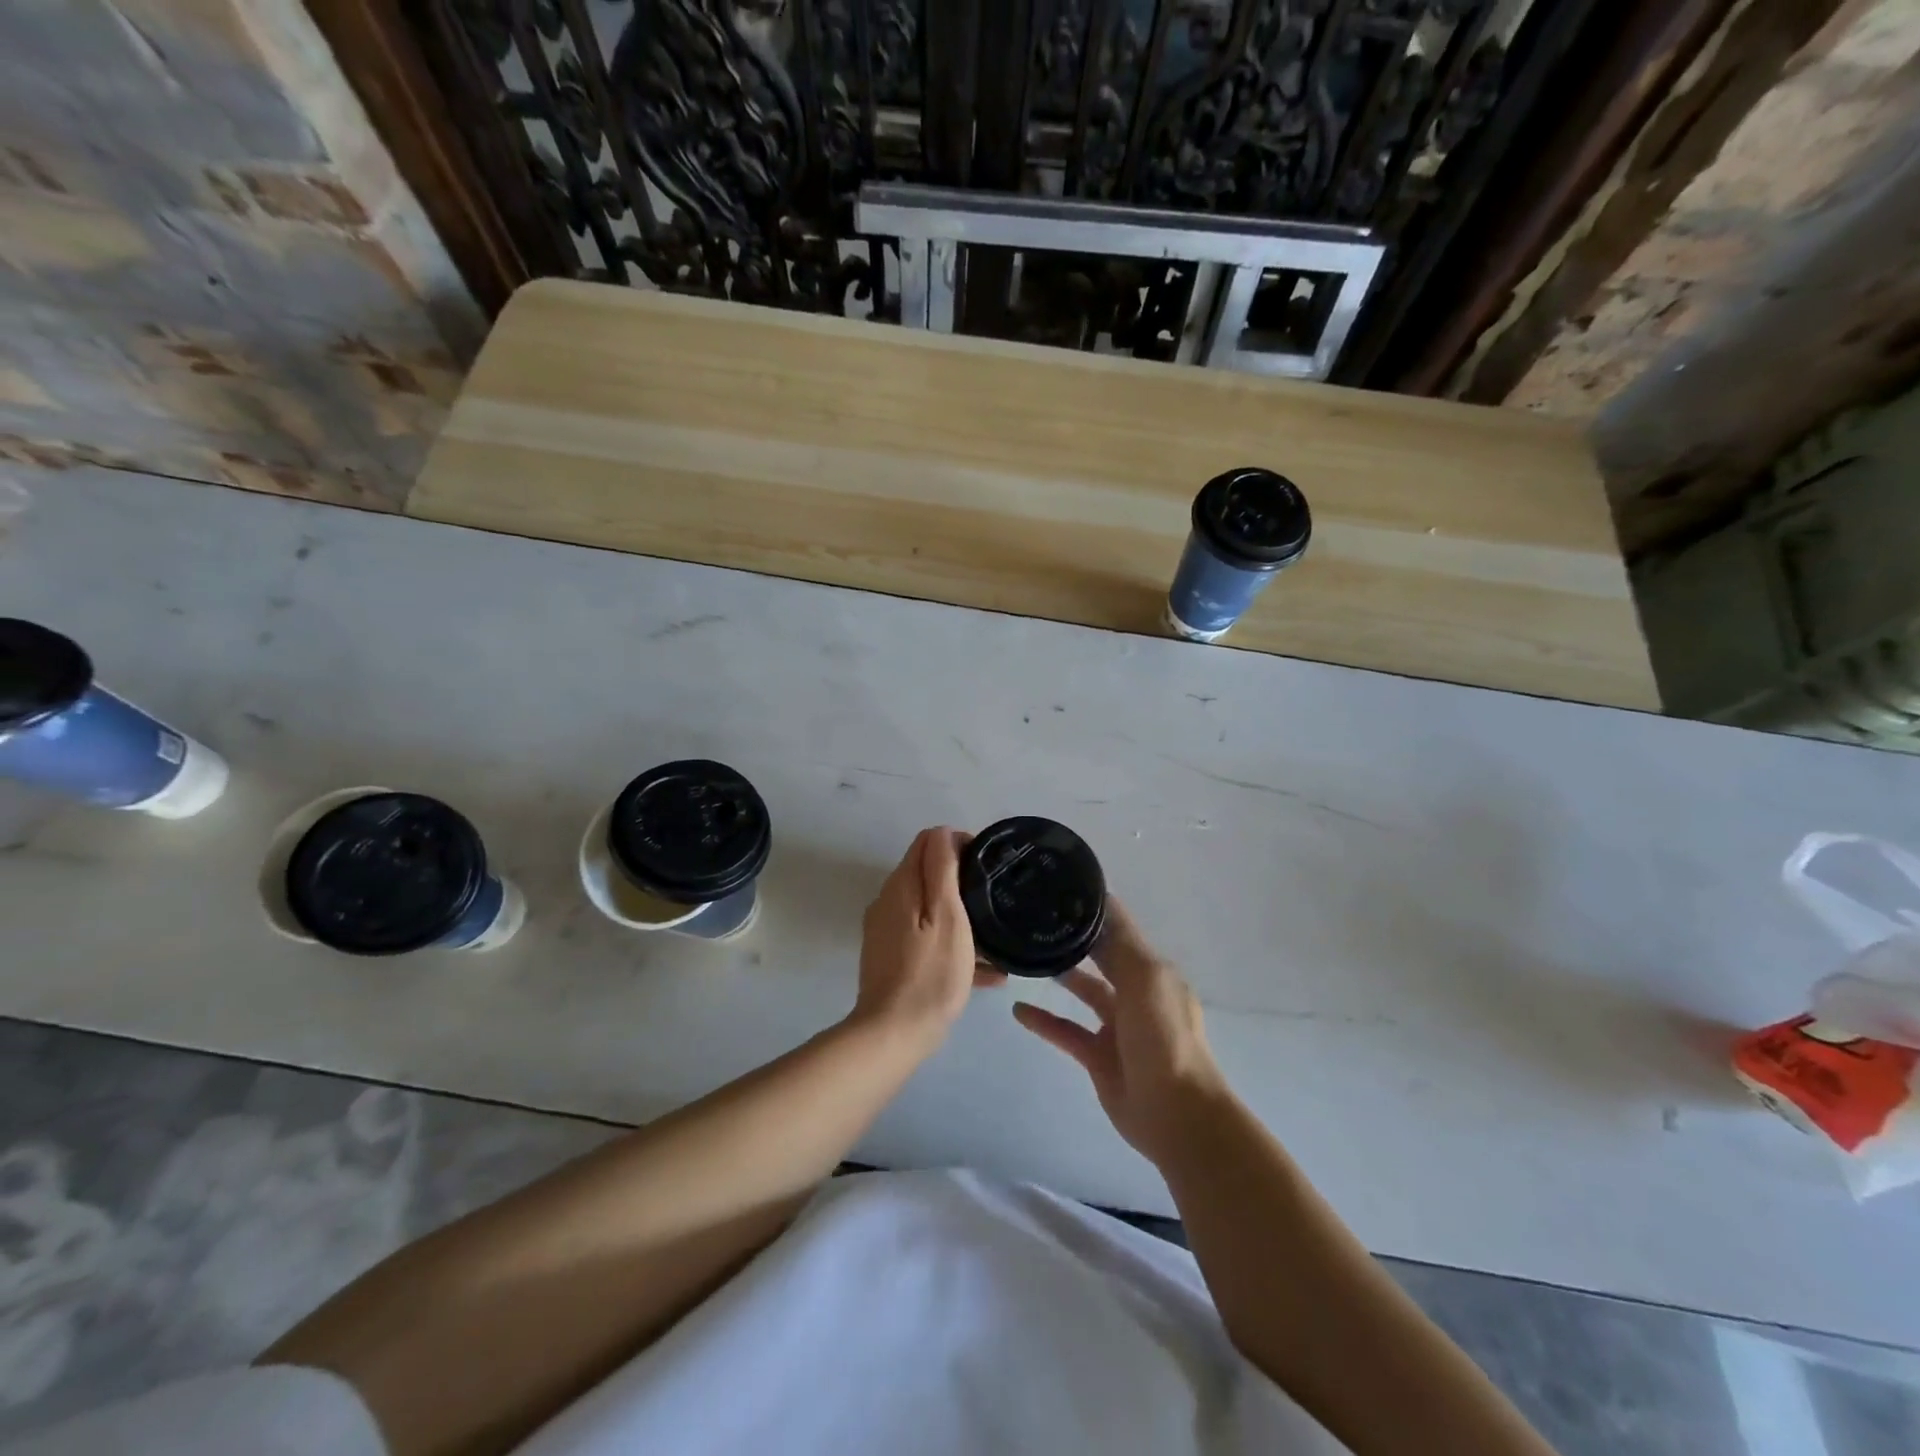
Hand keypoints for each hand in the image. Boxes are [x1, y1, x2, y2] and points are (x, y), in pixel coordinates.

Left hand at [853, 828, 1004, 1054]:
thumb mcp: (947, 915)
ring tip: (996, 939)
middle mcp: (888, 901)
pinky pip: (926, 938)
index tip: (987, 864)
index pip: (927, 841)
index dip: (958, 843)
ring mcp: (886, 931)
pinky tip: (986, 972)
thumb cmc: (930, 972)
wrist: (894, 1034)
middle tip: (994, 899)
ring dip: (960, 916)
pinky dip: (951, 943)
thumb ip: (942, 869)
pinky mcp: (891, 958)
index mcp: (901, 885)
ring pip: (929, 909)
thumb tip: (942, 831)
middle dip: (961, 880)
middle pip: (927, 875)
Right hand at [1012, 897, 1229, 1165]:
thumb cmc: (1164, 1037)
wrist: (1176, 1114)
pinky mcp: (1098, 1057)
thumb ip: (1120, 942)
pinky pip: (1066, 1031)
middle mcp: (1137, 993)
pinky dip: (1044, 1020)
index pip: (1119, 930)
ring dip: (1060, 974)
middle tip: (1035, 919)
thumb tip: (1100, 899)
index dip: (1093, 910)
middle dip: (1076, 940)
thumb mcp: (1146, 978)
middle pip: (1102, 957)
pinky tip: (1018, 1010)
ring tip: (1026, 956)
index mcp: (1153, 971)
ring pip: (1084, 991)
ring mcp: (1117, 1027)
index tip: (1057, 890)